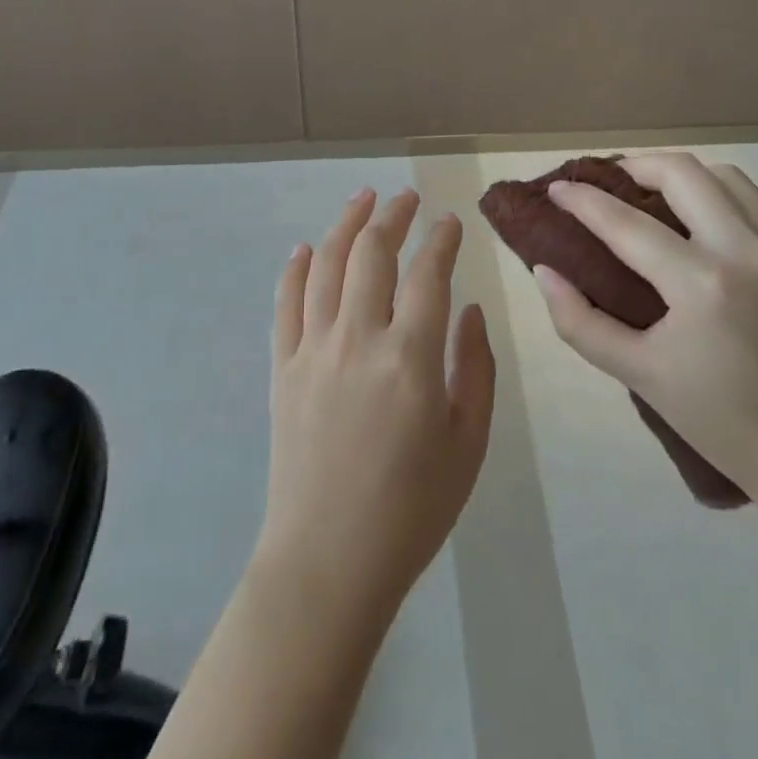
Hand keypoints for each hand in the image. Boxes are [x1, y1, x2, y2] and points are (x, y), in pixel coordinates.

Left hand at [255, 189, 495, 624]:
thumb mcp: (468, 443)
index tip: (450, 221)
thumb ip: (475, 368)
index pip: (428, 274)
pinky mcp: (283, 367)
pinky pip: (286, 302)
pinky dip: (296, 268)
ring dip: (346, 223)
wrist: (328, 561)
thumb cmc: (412, 509)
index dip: (441, 239)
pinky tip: (306, 248)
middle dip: (393, 215)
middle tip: (407, 197)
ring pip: (327, 264)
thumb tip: (468, 309)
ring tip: (362, 198)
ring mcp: (313, 349)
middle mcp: (358, 339)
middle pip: (373, 254)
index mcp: (411, 358)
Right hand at [535, 153, 757, 512]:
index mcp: (701, 284)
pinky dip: (716, 195)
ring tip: (651, 194)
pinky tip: (698, 223)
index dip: (583, 201)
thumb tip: (544, 272)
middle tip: (606, 184)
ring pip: (724, 176)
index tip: (556, 189)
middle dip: (635, 166)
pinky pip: (753, 202)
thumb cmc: (723, 424)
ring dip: (680, 175)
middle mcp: (745, 251)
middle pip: (682, 173)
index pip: (626, 223)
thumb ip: (580, 321)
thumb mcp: (639, 376)